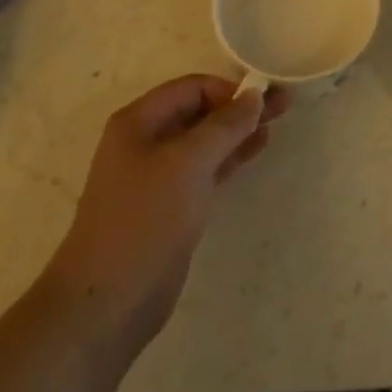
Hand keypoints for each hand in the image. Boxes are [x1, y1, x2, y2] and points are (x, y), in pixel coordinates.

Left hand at [44, 75, 287, 354]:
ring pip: (204, 141)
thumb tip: (255, 95)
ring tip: (277, 124)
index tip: (266, 98)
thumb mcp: (187, 164)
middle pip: (198, 111)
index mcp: (138, 121)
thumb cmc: (144, 219)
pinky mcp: (171, 205)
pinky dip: (230, 156)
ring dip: (238, 131)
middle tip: (284, 105)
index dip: (228, 89)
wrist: (108, 302)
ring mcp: (157, 175)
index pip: (191, 88)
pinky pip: (205, 168)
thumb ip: (224, 126)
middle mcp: (146, 141)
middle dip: (239, 107)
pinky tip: (255, 150)